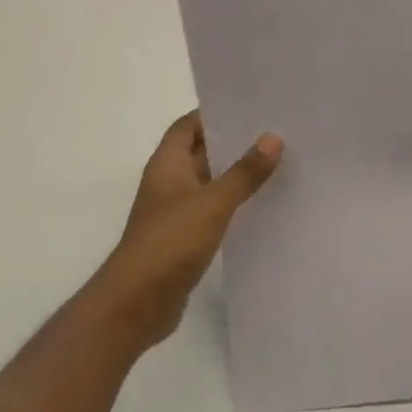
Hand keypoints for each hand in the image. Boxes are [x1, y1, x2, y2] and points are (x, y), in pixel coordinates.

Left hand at [88, 111, 282, 353]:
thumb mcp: (213, 203)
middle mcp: (168, 182)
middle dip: (232, 143)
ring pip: (208, 182)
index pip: (188, 125)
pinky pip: (210, 211)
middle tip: (273, 134)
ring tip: (275, 165)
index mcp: (167, 164)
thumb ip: (244, 173)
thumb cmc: (170, 242)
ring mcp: (174, 211)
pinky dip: (231, 205)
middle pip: (200, 151)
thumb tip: (272, 138)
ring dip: (234, 175)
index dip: (214, 114)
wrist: (136, 303)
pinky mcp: (182, 238)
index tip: (250, 109)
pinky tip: (260, 206)